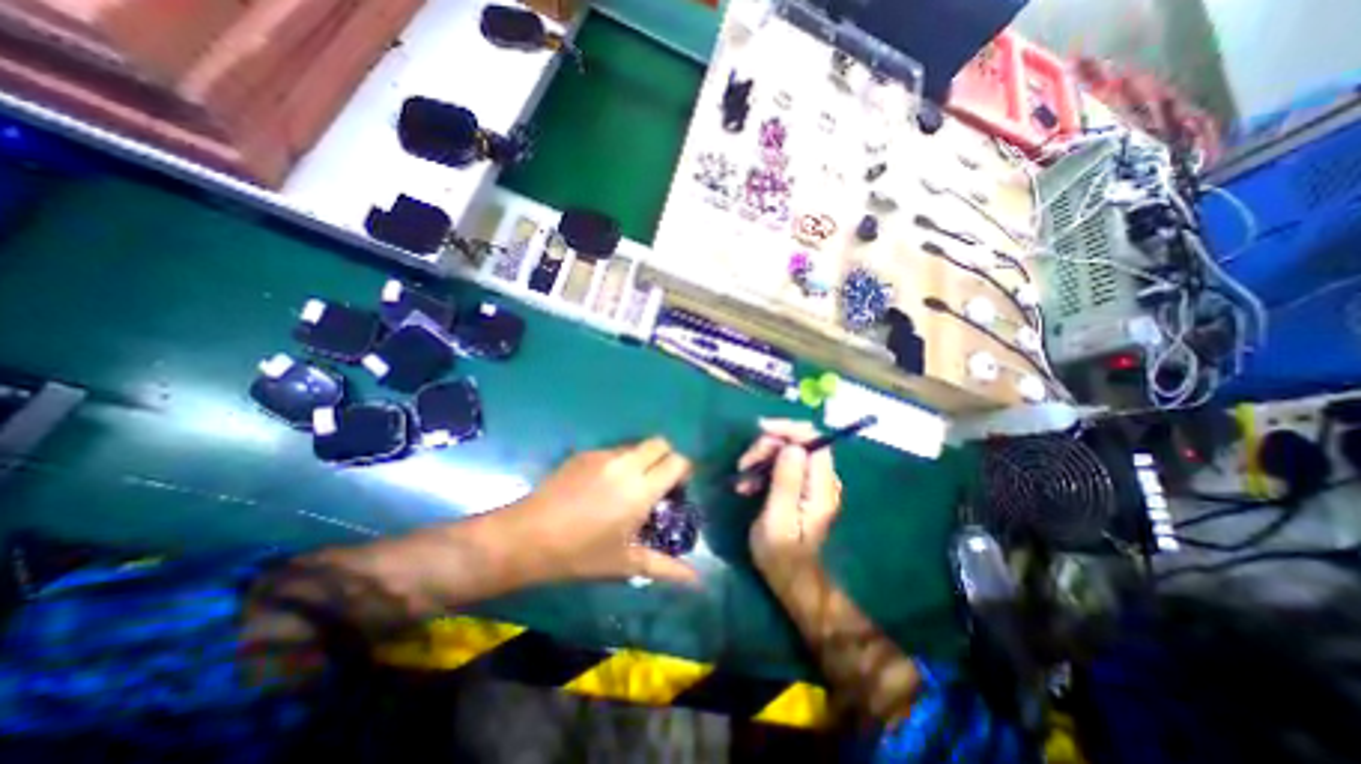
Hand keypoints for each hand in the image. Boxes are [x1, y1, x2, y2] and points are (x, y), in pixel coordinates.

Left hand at [500, 434, 701, 585]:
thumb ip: (665, 567)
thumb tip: (697, 580)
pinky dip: (618, 463)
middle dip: (665, 458)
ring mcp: (603, 455)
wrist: (528, 536)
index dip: (683, 471)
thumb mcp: (626, 563)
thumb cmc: (581, 554)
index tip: (677, 489)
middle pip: (660, 443)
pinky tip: (601, 488)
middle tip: (657, 484)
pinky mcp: (584, 453)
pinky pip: (612, 451)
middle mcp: (626, 464)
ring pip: (635, 446)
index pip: (677, 461)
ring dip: (641, 460)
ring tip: (628, 487)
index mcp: (641, 489)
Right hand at [735, 417, 841, 571]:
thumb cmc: (781, 554)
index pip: (814, 439)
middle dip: (769, 445)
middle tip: (745, 464)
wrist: (791, 578)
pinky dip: (764, 468)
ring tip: (743, 477)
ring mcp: (814, 483)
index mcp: (822, 487)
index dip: (788, 429)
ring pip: (789, 451)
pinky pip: (784, 464)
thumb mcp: (777, 519)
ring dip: (763, 457)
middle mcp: (823, 480)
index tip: (760, 431)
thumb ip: (786, 482)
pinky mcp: (804, 487)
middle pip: (799, 442)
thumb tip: (792, 447)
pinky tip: (749, 484)